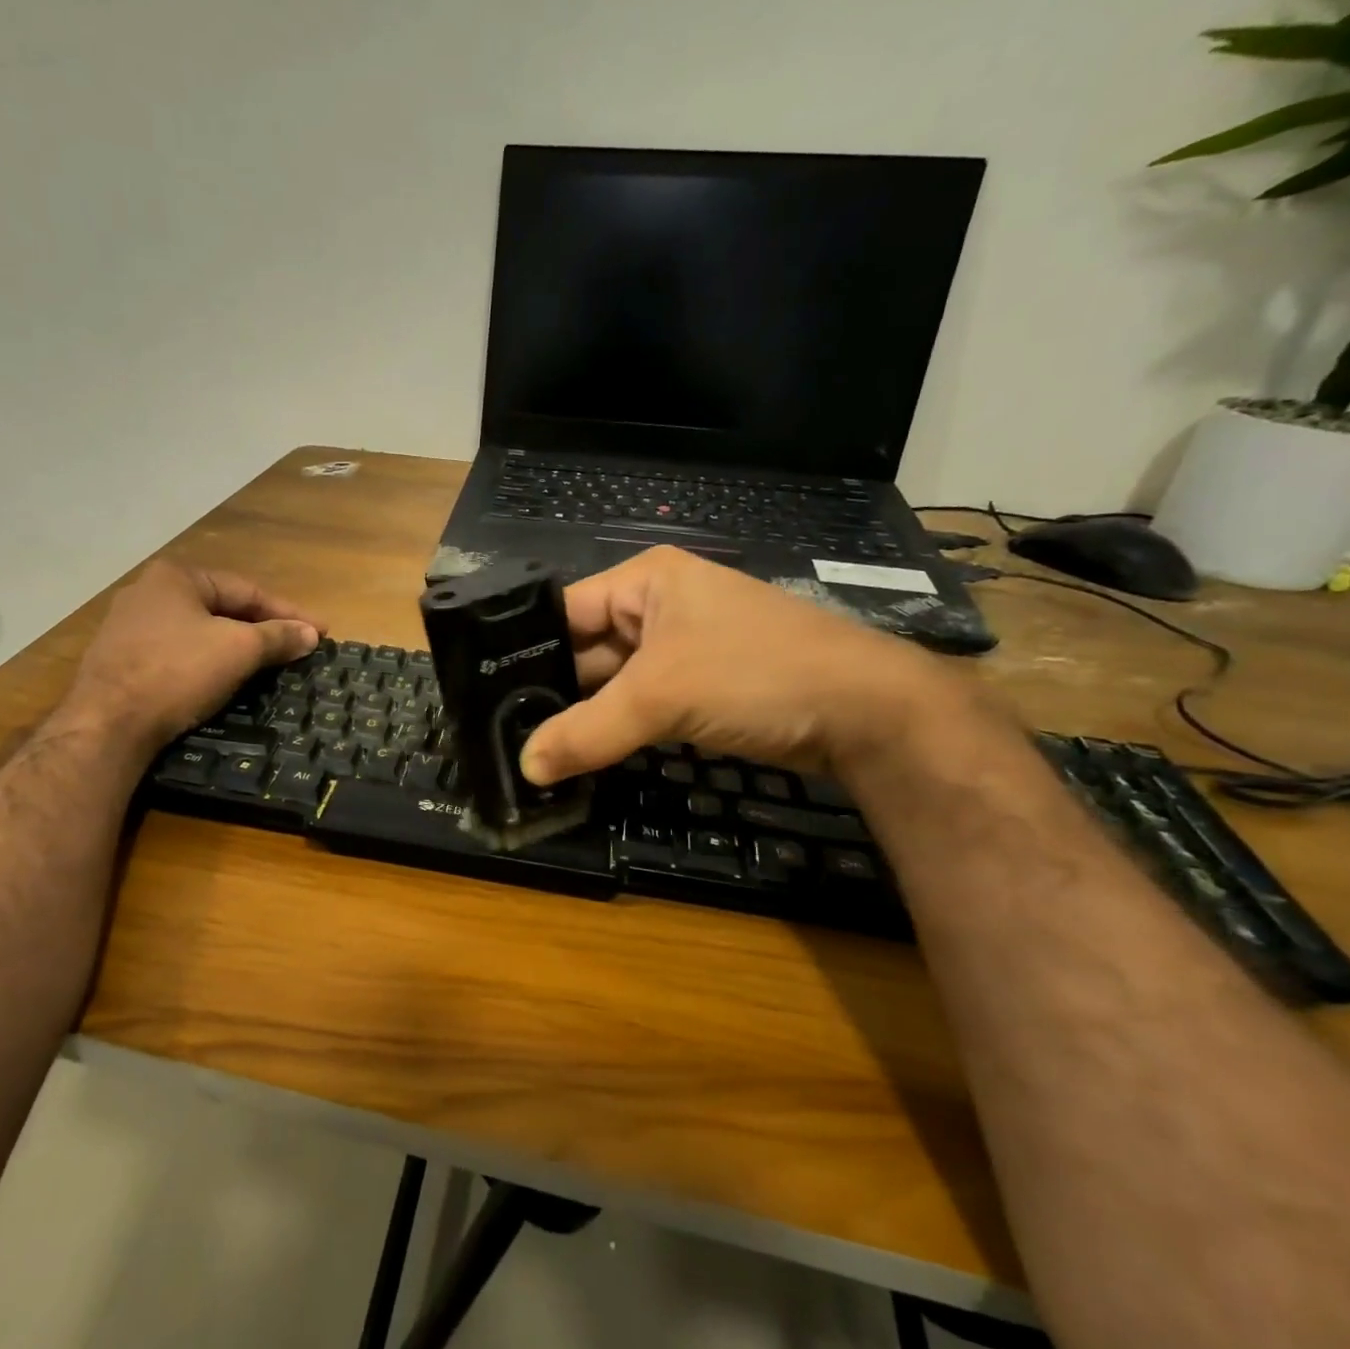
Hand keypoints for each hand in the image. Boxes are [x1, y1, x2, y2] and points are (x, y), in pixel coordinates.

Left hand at [57, 561, 322, 750]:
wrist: (107, 725)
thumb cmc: (177, 673)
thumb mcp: (238, 650)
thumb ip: (277, 637)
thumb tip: (311, 634)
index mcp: (176, 577)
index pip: (247, 591)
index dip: (288, 613)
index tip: (320, 633)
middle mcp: (147, 593)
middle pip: (221, 609)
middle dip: (262, 630)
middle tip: (296, 649)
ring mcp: (127, 628)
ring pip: (198, 634)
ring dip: (235, 649)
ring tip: (267, 666)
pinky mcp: (118, 662)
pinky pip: (176, 656)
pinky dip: (206, 665)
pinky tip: (222, 682)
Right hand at [519, 546, 975, 785]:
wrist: (866, 713)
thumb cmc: (755, 673)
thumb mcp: (661, 696)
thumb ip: (587, 731)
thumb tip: (525, 767)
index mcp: (644, 581)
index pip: (564, 611)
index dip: (524, 650)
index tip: (483, 694)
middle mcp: (657, 608)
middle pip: (585, 650)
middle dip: (551, 691)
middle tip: (500, 732)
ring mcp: (679, 651)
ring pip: (612, 684)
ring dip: (582, 718)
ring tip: (528, 751)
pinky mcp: (698, 689)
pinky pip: (639, 707)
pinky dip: (614, 731)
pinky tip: (577, 758)